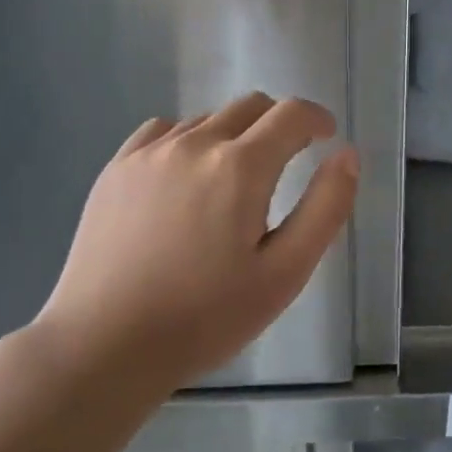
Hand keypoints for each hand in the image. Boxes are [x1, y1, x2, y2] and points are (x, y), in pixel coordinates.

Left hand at [29, 94, 358, 394]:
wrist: (104, 345)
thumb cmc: (206, 317)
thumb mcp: (285, 273)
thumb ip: (325, 208)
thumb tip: (346, 155)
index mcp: (240, 167)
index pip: (291, 115)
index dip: (317, 119)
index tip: (326, 136)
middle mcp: (194, 143)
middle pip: (249, 106)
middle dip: (279, 123)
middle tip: (288, 160)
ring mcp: (148, 152)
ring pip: (207, 119)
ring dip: (234, 134)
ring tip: (235, 180)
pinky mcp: (116, 169)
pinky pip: (164, 131)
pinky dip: (189, 140)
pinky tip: (186, 178)